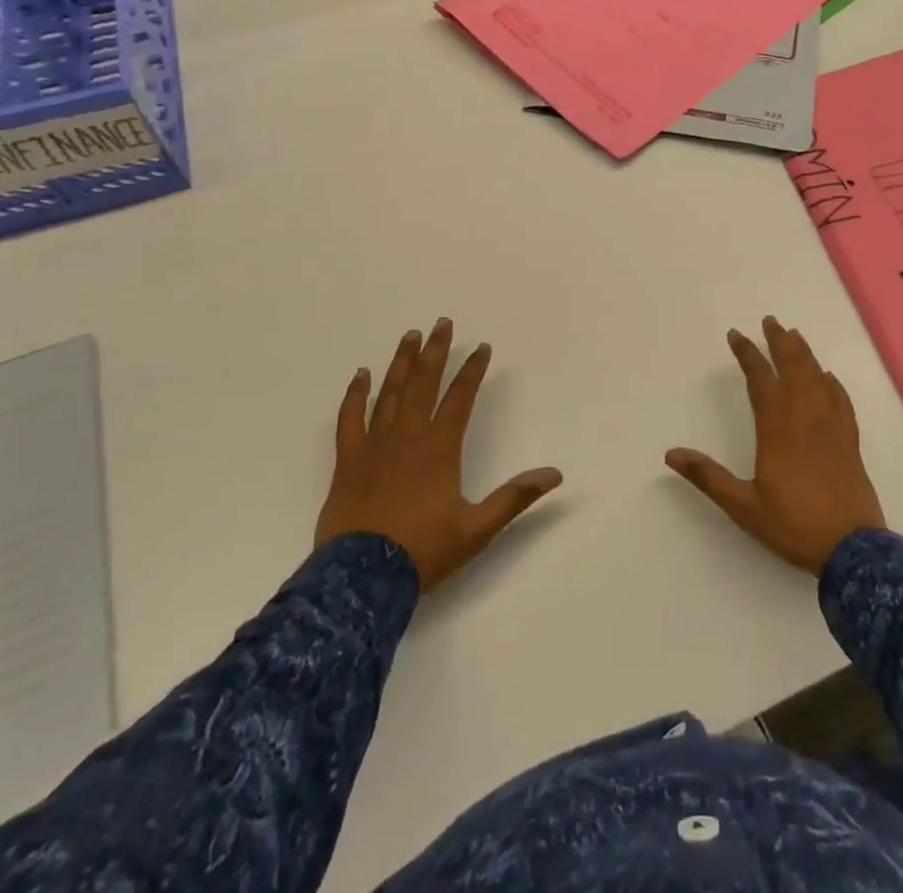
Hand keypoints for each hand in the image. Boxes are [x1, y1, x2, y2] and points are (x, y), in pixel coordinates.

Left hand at [317, 318, 561, 591]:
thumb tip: (554, 475)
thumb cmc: (423, 551)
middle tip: (443, 323)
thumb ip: (514, 497)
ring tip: (410, 335)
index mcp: (440, 448)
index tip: (482, 347)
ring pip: (390, 393)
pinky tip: (361, 375)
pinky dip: (355, 395)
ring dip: (401, 362)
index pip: (460, 398)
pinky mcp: (348, 460)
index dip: (473, 370)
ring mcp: (375, 445)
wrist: (361, 578)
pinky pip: (350, 418)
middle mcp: (408, 436)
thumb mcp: (477, 528)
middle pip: (424, 383)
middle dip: (435, 351)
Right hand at [666, 316, 884, 574]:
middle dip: (780, 342)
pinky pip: (841, 401)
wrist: (853, 549)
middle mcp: (806, 418)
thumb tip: (671, 454)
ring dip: (805, 354)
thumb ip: (708, 477)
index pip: (760, 379)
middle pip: (793, 369)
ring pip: (818, 379)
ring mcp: (831, 428)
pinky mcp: (850, 442)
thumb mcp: (743, 505)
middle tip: (771, 321)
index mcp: (778, 428)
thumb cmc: (794, 525)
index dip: (748, 354)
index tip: (736, 335)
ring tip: (795, 335)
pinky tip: (828, 377)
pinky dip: (832, 383)